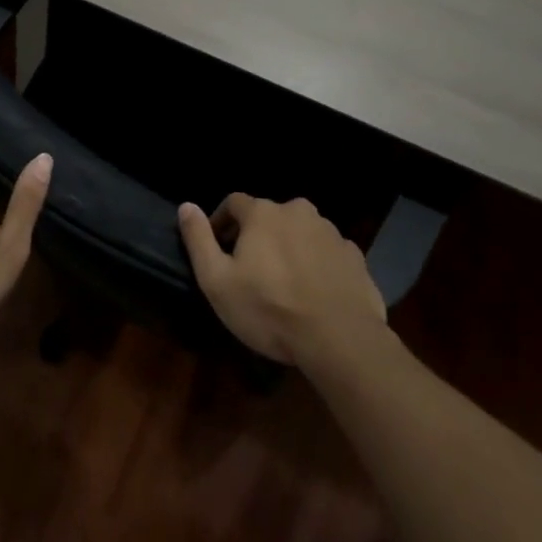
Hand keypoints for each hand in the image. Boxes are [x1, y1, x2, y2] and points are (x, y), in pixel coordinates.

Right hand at [178, 194, 385, 365]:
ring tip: (284, 284)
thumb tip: (186, 206)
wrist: (339, 338)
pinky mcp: (355, 256)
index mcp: (263, 213)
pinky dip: (316, 264)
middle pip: (269, 216)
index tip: (217, 249)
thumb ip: (198, 239)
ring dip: (288, 248)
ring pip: (300, 232)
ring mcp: (331, 232)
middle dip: (256, 236)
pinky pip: (326, 252)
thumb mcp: (217, 280)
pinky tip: (314, 292)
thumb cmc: (269, 309)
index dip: (221, 223)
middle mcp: (298, 211)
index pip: (233, 203)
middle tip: (250, 270)